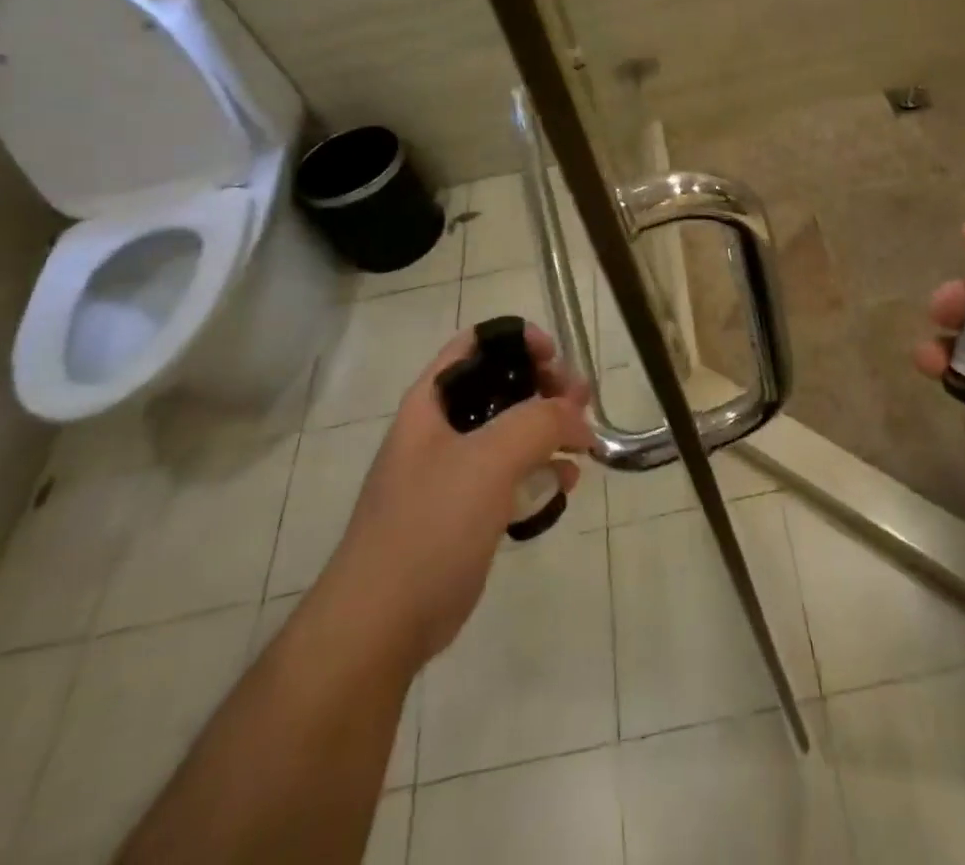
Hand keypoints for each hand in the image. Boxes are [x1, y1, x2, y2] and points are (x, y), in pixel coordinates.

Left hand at [330, 324, 593, 662]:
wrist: (381, 624)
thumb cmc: (430, 524)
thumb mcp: (489, 459)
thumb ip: (540, 422)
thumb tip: (578, 417)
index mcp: (432, 402)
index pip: (476, 344)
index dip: (518, 340)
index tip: (556, 357)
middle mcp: (441, 429)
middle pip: (501, 386)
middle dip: (545, 388)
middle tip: (582, 401)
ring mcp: (453, 472)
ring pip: (511, 433)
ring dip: (549, 430)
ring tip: (584, 443)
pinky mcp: (466, 511)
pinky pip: (511, 476)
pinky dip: (540, 472)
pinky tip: (566, 484)